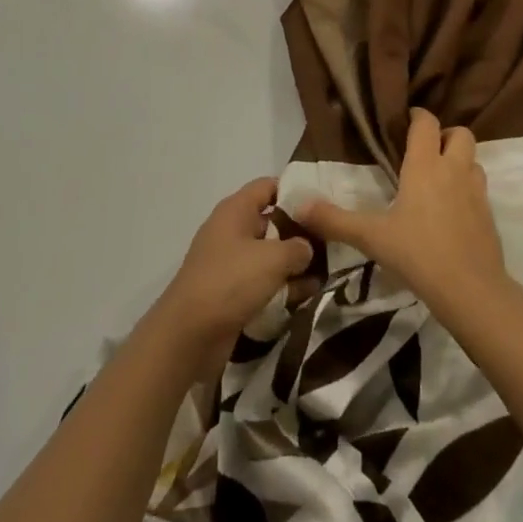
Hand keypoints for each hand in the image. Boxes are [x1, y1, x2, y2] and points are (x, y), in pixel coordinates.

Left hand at [152, 178, 315, 371]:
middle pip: (271, 220)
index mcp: (235, 210)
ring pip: (269, 254)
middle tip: (333, 240)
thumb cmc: (231, 281)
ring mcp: (229, 262)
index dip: (295, 190)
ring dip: (293, 263)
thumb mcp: (272, 259)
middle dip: (300, 231)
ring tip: (329, 271)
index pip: (268, 186)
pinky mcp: (231, 291)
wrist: (189, 335)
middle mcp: (231, 230)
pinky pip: (262, 281)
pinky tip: (308, 296)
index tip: (322, 203)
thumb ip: (297, 247)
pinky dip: (282, 286)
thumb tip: (307, 248)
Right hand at [297, 109, 513, 325]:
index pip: (427, 123)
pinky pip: (480, 189)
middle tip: (425, 151)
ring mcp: (476, 193)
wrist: (472, 291)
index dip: (417, 116)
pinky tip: (451, 211)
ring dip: (459, 162)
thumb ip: (335, 220)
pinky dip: (467, 190)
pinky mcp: (489, 216)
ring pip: (474, 161)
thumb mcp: (371, 237)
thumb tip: (298, 205)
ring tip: (439, 179)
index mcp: (425, 166)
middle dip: (445, 135)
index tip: (404, 121)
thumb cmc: (418, 254)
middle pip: (460, 134)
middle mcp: (454, 170)